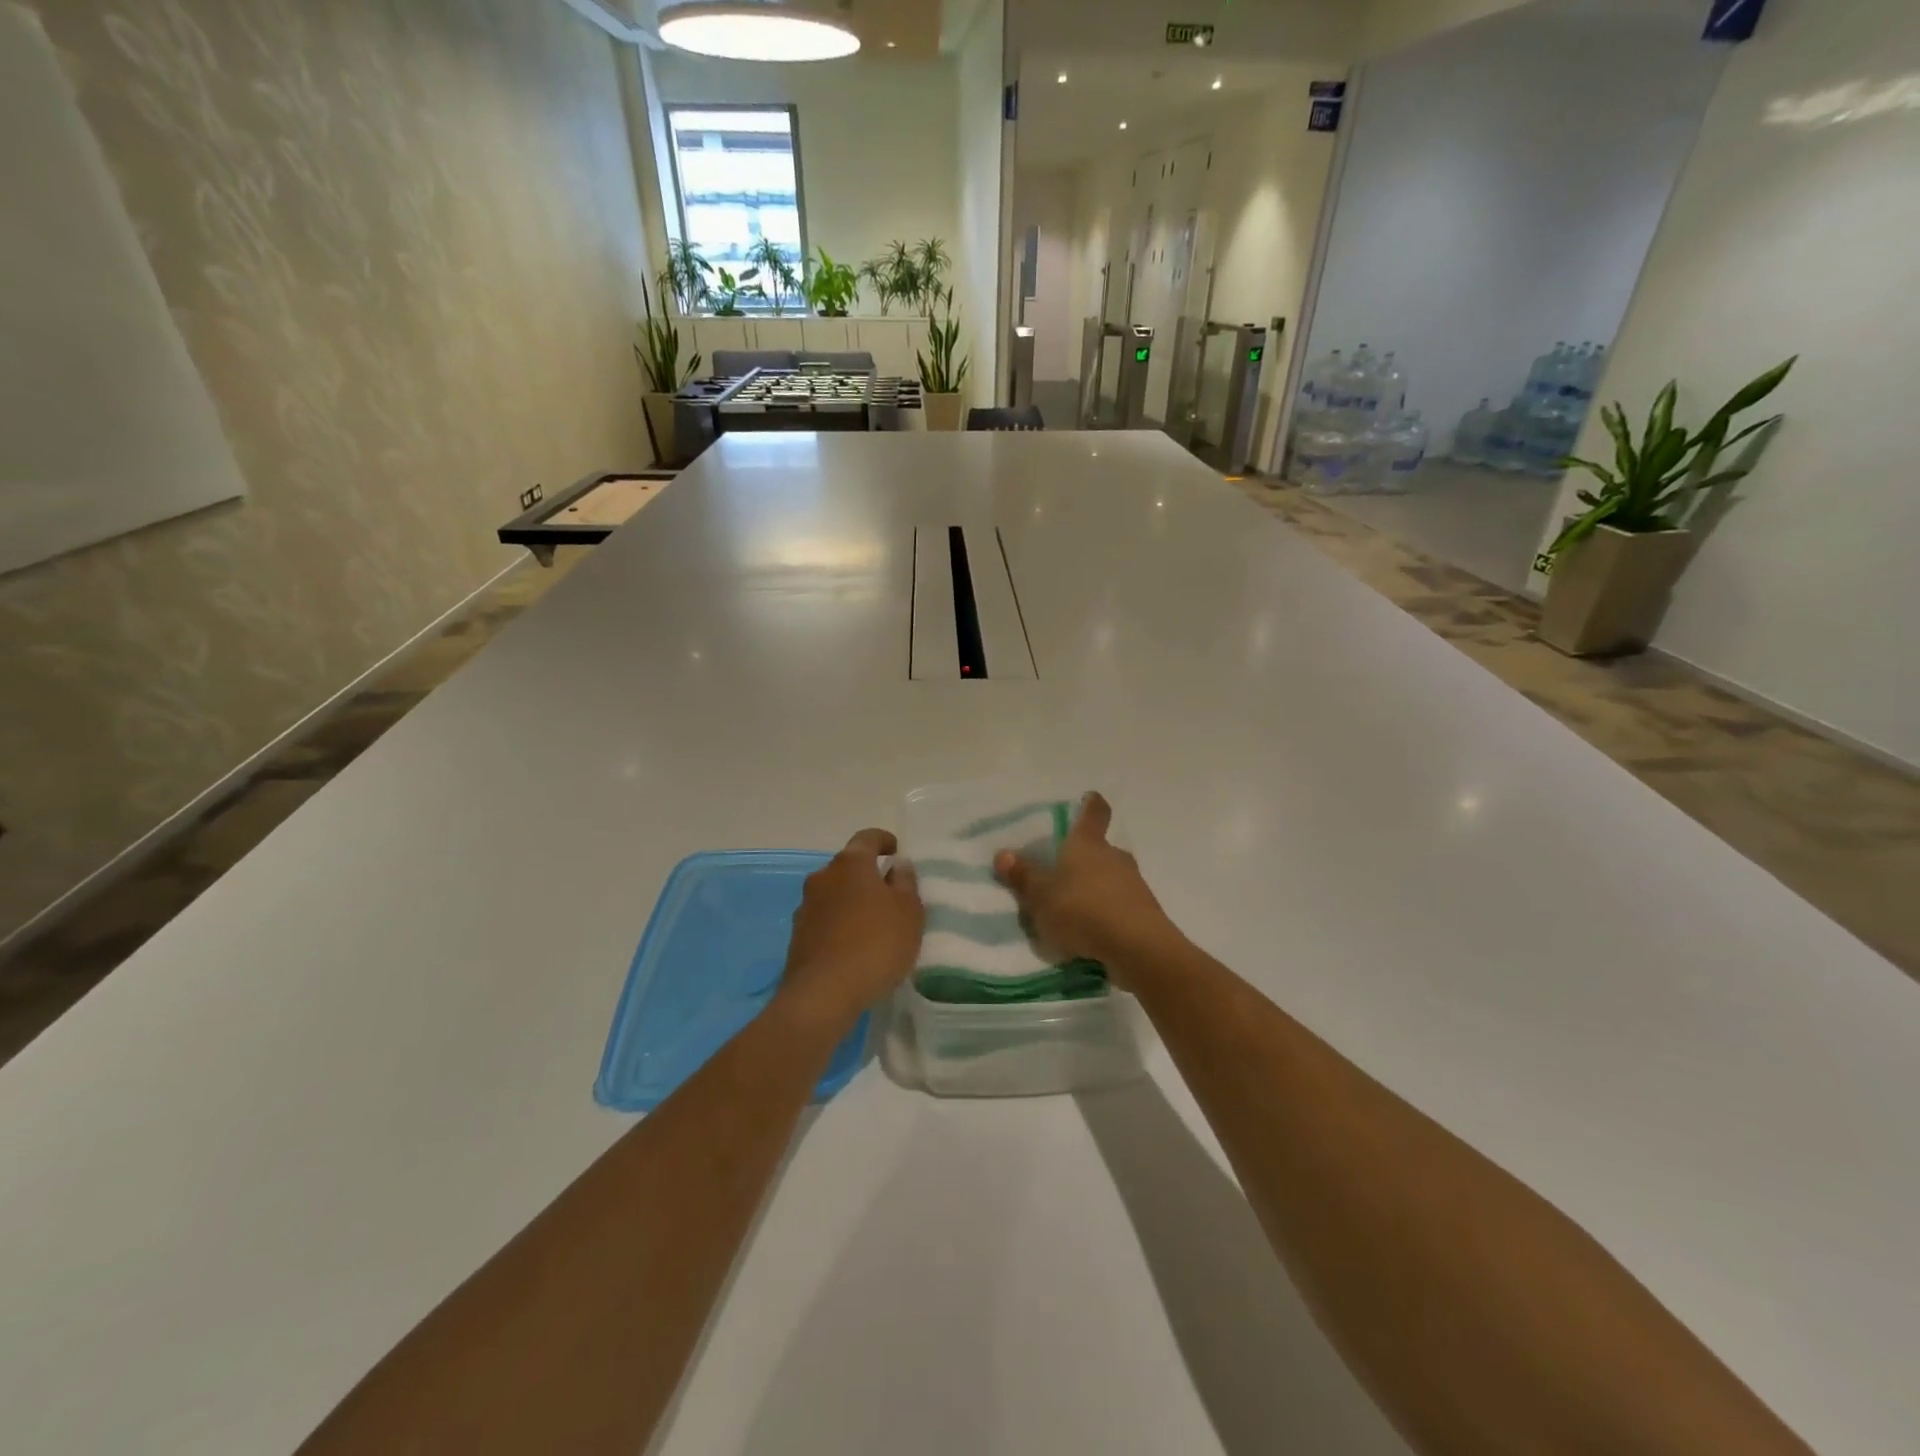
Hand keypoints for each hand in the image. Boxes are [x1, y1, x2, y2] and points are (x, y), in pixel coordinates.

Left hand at [774, 828, 923, 1035]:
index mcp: (850, 864)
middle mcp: (823, 878)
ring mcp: (805, 907)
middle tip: (890, 893)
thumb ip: (905, 883)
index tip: (896, 850)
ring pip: (834, 894)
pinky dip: (840, 925)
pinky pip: (825, 920)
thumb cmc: (875, 944)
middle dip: (868, 875)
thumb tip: (897, 865)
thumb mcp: (909, 912)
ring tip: (873, 924)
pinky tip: (854, 946)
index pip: (867, 838)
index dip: (884, 840)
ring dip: (851, 901)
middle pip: (848, 867)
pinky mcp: (797, 937)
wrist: (823, 994)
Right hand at [993, 793, 1180, 984]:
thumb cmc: (1082, 910)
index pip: (1094, 812)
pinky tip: (1092, 932)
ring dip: (1095, 888)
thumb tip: (1003, 853)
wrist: (1137, 948)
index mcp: (1088, 844)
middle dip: (1084, 858)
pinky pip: (1119, 904)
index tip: (1088, 799)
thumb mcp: (1041, 897)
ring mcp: (1134, 884)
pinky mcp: (1144, 912)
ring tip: (1073, 909)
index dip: (1091, 804)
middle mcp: (1114, 856)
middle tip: (1063, 871)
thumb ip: (1023, 876)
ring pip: (1110, 878)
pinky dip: (1106, 912)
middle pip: (1100, 849)